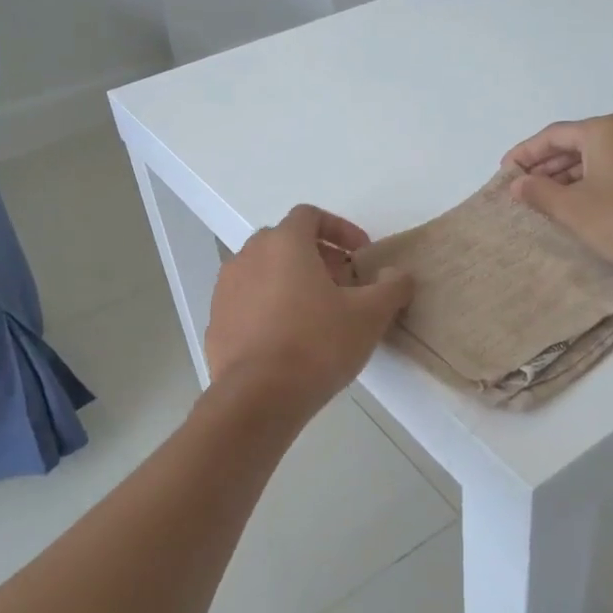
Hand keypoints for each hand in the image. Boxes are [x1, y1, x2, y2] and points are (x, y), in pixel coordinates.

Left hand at [204, 205, 412, 411]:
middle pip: (285, 242)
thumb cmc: (317, 344)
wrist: (258, 397)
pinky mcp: (216, 321)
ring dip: (291, 281)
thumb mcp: (369, 315)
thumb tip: (396, 274)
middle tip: (343, 285)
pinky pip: (248, 302)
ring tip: (316, 314)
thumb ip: (391, 286)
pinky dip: (269, 308)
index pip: (310, 215)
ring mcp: (226, 289)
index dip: (340, 229)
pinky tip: (288, 340)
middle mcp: (248, 256)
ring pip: (263, 272)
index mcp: (284, 243)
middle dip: (317, 257)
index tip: (360, 255)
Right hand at [502, 115, 612, 288]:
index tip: (504, 171)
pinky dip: (589, 183)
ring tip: (542, 198)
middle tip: (520, 186)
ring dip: (566, 176)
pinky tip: (575, 204)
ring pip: (596, 158)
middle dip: (545, 165)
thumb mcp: (571, 207)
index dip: (525, 153)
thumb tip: (517, 183)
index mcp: (606, 130)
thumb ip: (538, 192)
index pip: (554, 135)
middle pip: (576, 143)